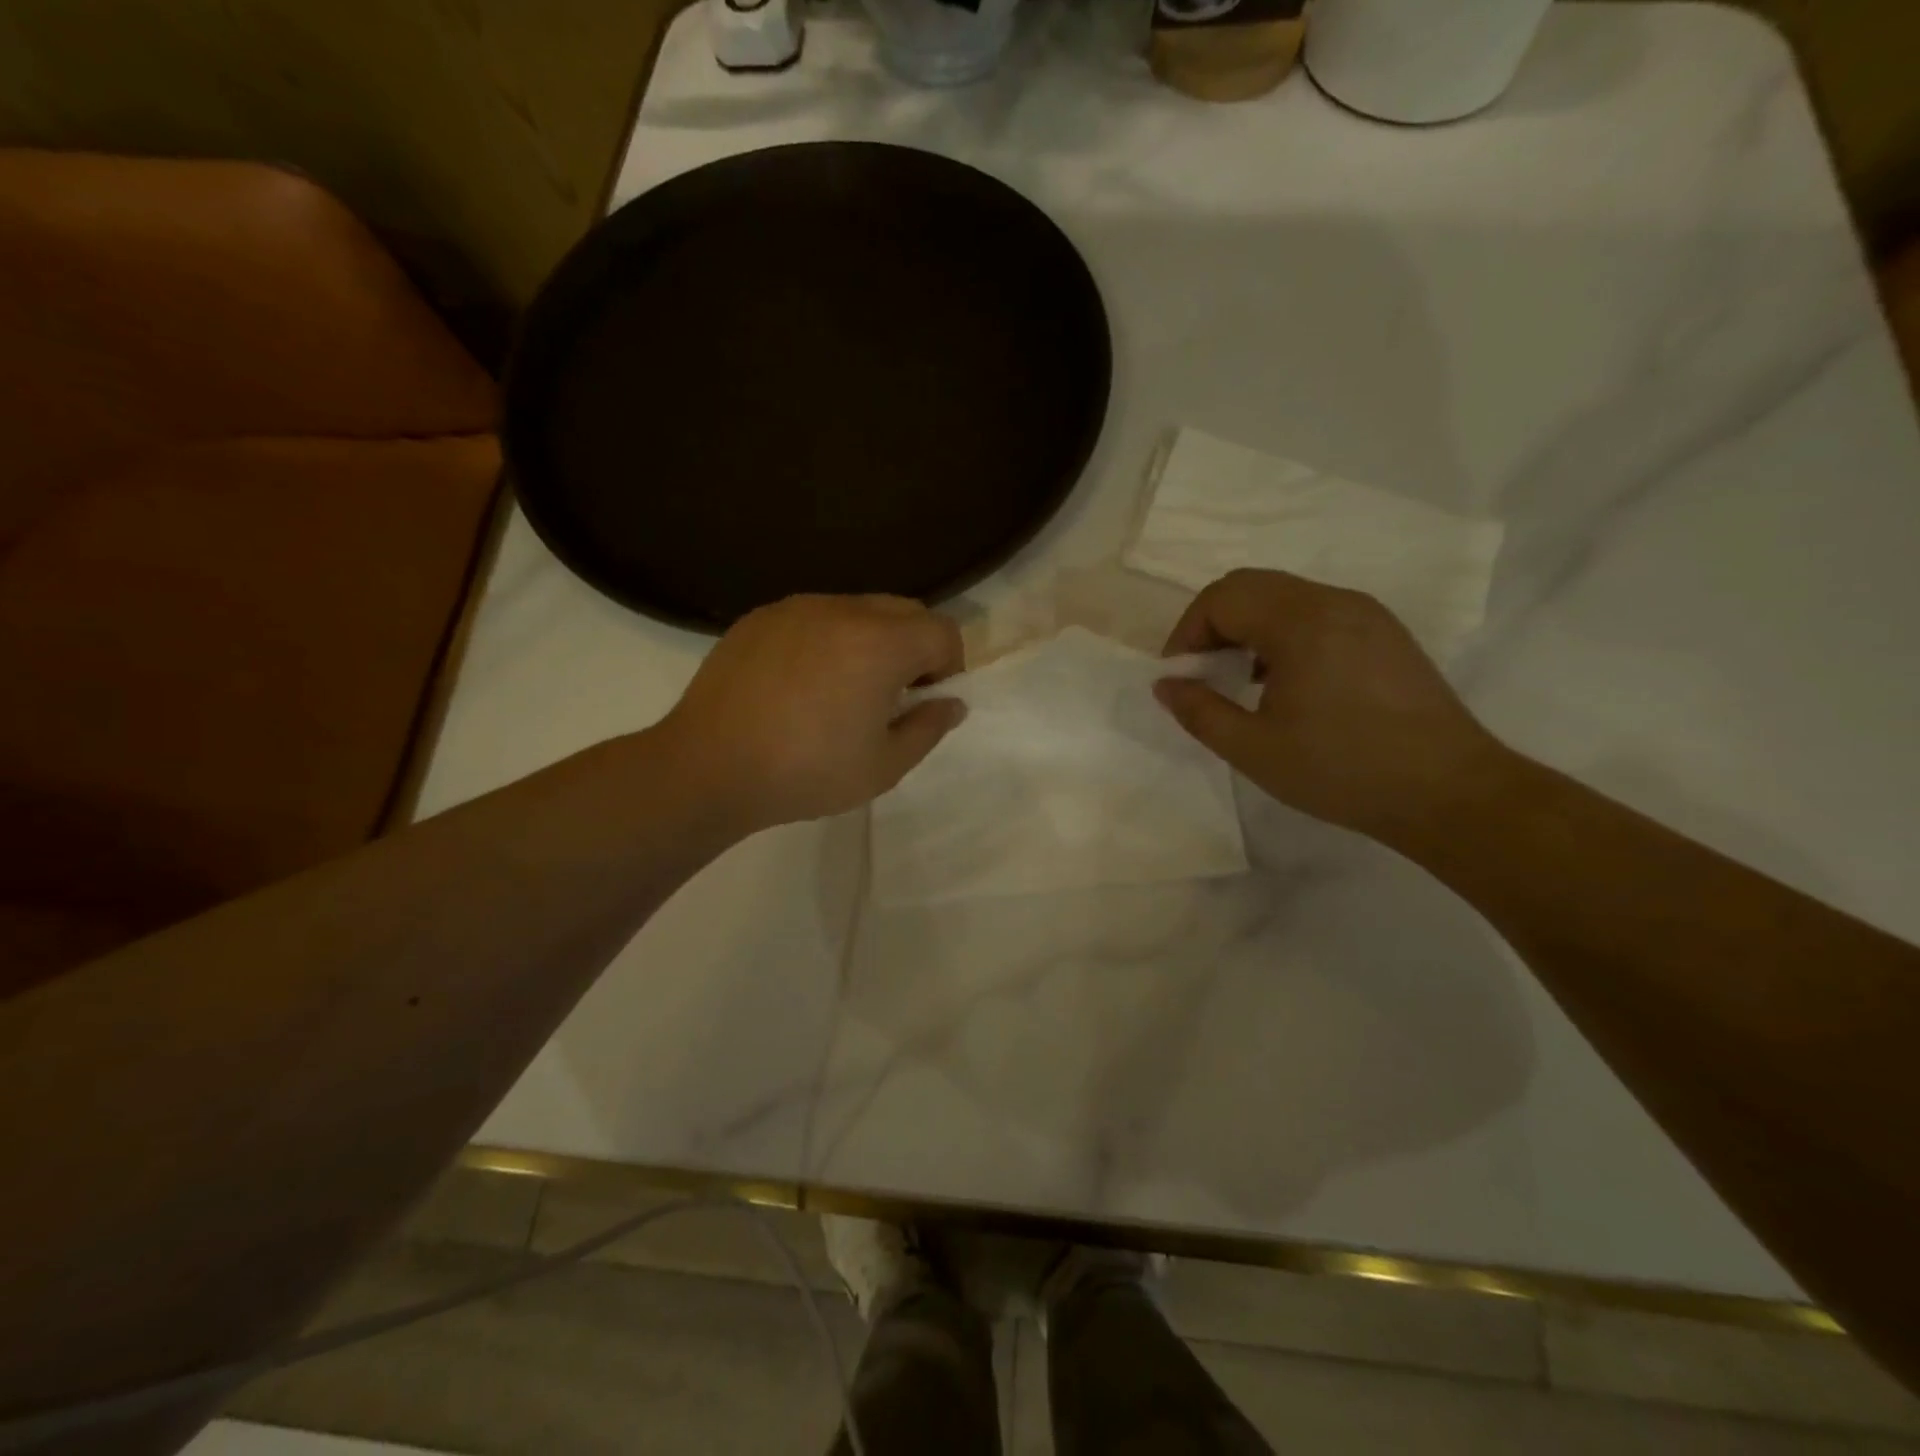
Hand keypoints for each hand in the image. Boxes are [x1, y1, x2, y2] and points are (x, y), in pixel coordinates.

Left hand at [660, 594, 965, 833]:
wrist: (707, 767)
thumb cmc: (806, 773)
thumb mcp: (884, 767)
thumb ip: (928, 729)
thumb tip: (951, 703)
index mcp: (880, 644)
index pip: (943, 631)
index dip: (948, 666)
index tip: (923, 701)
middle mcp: (842, 610)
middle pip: (905, 610)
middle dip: (914, 647)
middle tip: (889, 696)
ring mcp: (796, 608)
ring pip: (858, 609)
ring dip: (870, 641)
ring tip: (841, 690)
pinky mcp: (761, 617)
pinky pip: (814, 616)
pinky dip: (826, 640)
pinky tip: (799, 684)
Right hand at [1155, 570, 1510, 841]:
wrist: (1447, 792)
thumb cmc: (1342, 771)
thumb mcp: (1253, 749)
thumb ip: (1199, 711)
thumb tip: (1165, 684)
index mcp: (1300, 622)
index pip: (1222, 597)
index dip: (1187, 632)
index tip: (1181, 677)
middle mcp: (1334, 602)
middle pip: (1251, 586)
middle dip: (1213, 625)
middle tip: (1203, 674)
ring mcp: (1365, 613)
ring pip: (1284, 596)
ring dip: (1248, 628)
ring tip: (1240, 680)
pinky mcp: (1384, 632)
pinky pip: (1316, 612)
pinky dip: (1283, 633)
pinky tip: (1285, 682)